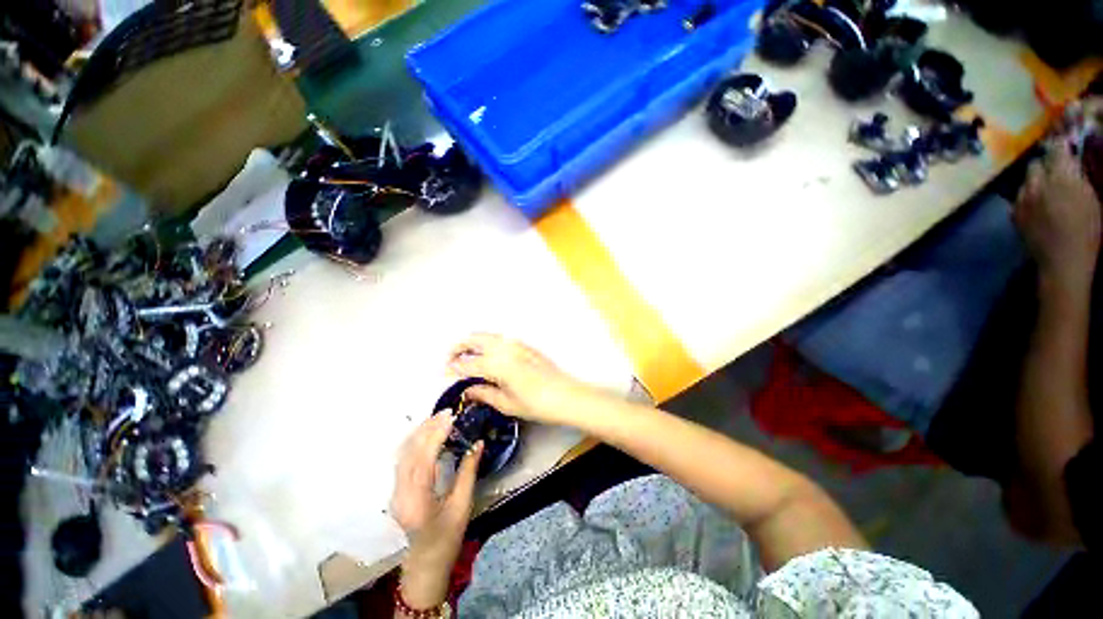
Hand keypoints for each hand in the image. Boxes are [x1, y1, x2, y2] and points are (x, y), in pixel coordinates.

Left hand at [390, 414, 482, 607]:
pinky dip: (415, 442)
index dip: (436, 434)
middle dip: (427, 428)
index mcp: (417, 500)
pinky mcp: (397, 489)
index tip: (451, 417)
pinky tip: (427, 433)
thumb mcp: (462, 505)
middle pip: (410, 452)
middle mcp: (400, 493)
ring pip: (403, 453)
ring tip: (438, 417)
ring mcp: (395, 491)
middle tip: (446, 412)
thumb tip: (478, 443)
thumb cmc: (448, 537)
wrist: (426, 562)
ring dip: (420, 432)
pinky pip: (403, 459)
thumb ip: (469, 472)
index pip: (424, 459)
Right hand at [448, 333, 593, 425]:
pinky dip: (488, 343)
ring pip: (487, 335)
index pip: (467, 363)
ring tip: (467, 359)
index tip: (445, 374)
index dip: (453, 368)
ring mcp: (516, 343)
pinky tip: (488, 357)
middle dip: (458, 347)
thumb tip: (467, 389)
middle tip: (451, 361)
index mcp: (497, 364)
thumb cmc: (537, 404)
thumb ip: (484, 393)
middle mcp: (504, 347)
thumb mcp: (507, 403)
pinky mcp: (524, 344)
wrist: (566, 394)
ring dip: (473, 343)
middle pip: (473, 339)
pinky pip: (500, 338)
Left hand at [1015, 144, 1101, 288]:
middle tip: (1055, 174)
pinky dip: (1027, 198)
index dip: (1060, 147)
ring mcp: (1022, 198)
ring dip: (1034, 182)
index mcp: (1061, 176)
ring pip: (1025, 180)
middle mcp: (1037, 183)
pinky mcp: (1014, 213)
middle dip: (1044, 165)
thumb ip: (1077, 177)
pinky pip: (1018, 198)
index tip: (1064, 146)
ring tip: (1045, 193)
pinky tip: (1036, 207)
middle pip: (1035, 163)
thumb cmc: (1086, 230)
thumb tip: (1071, 163)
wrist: (1063, 260)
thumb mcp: (1091, 198)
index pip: (1056, 149)